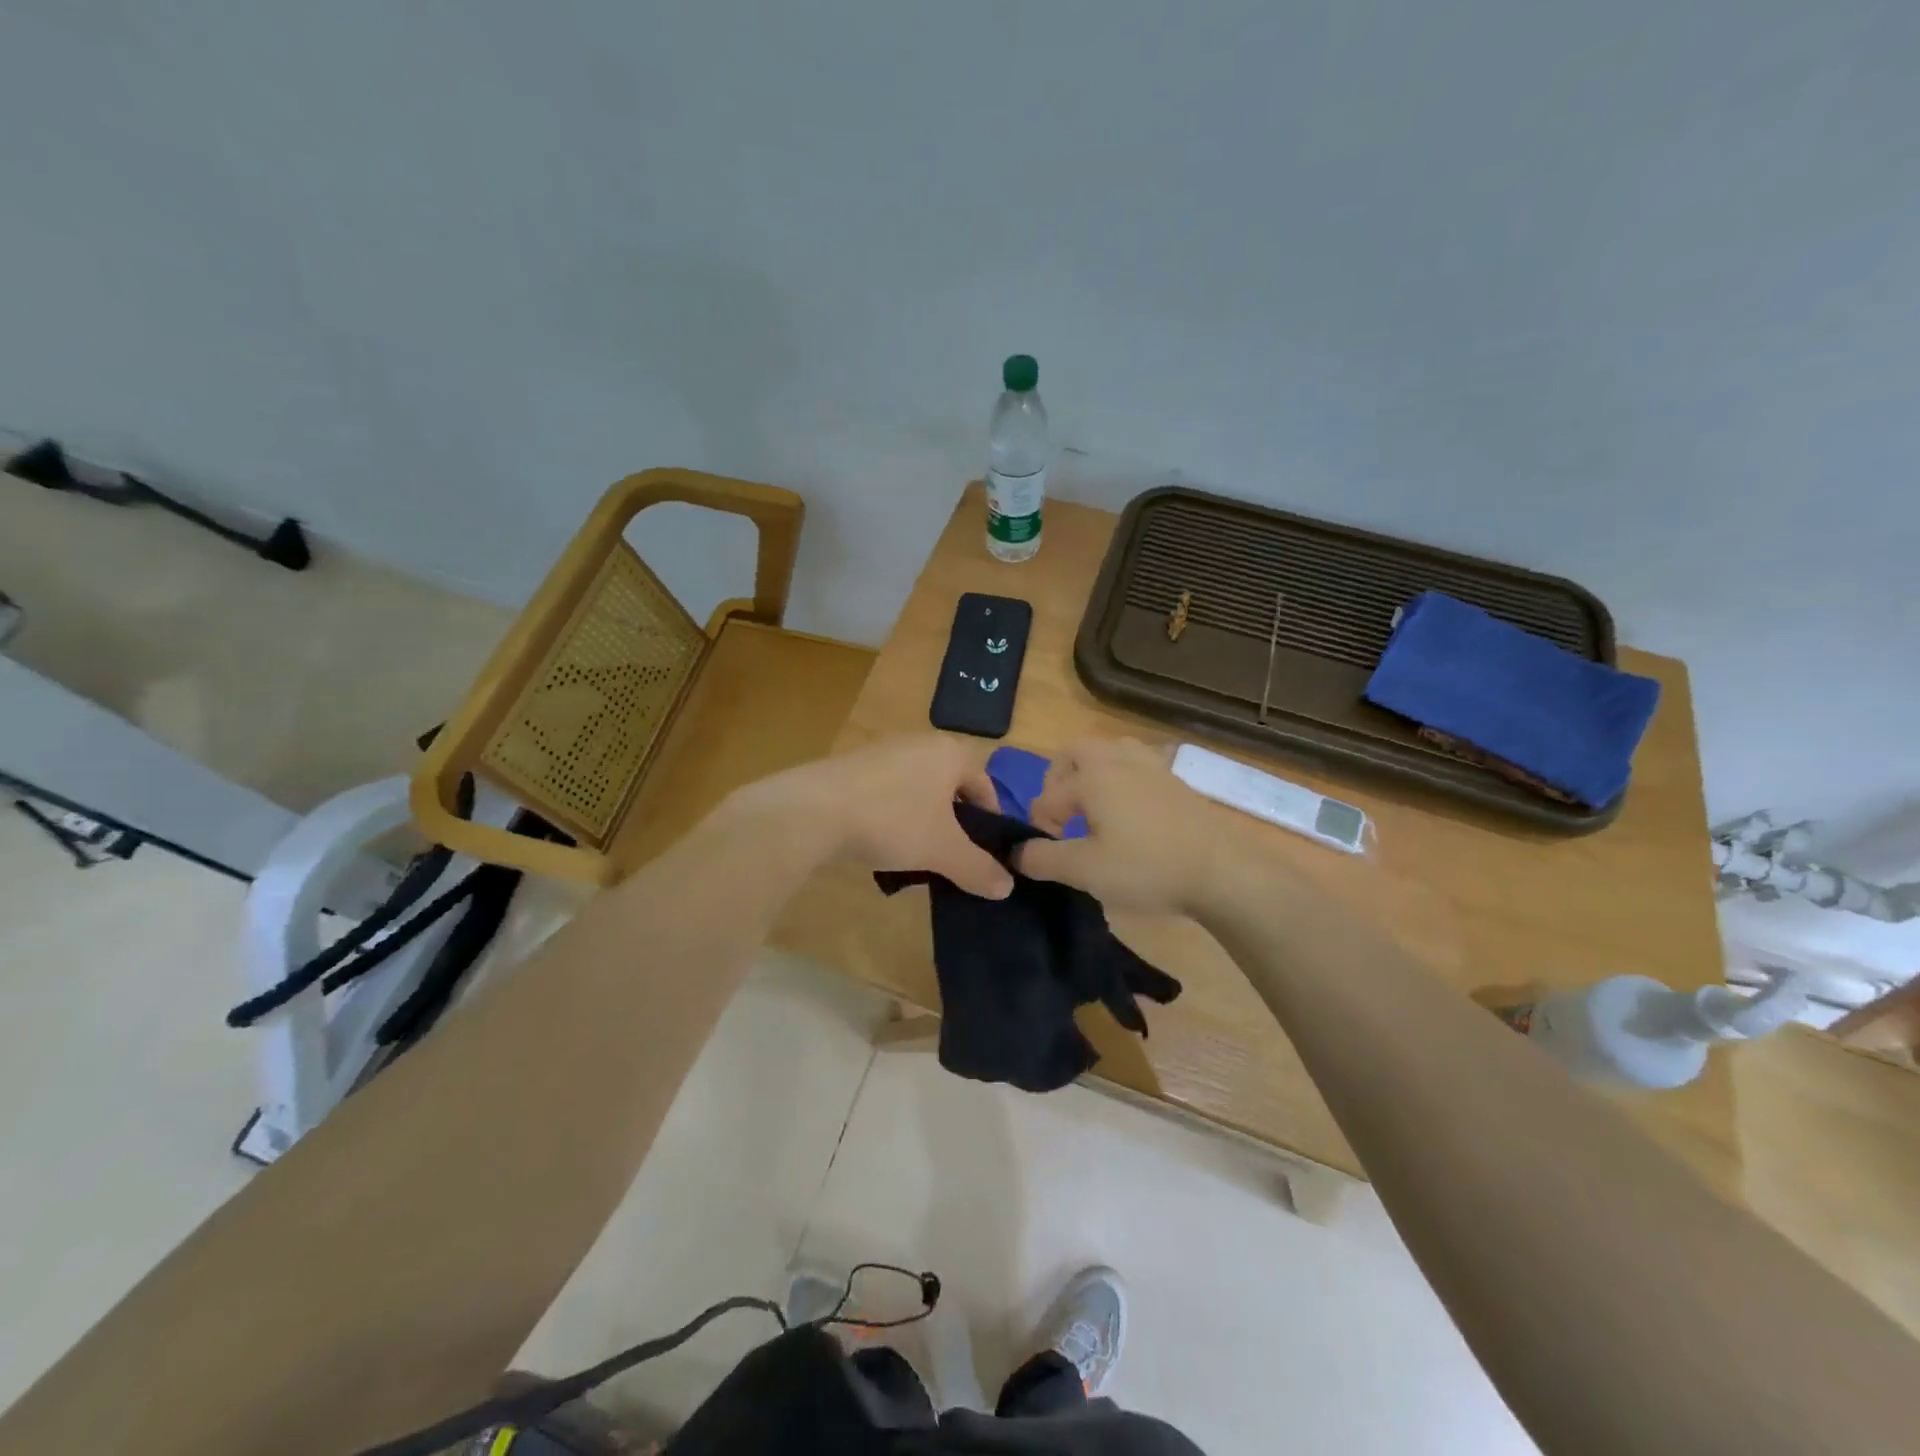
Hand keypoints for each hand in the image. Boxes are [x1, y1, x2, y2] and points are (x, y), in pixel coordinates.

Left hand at [734, 734, 1013, 898]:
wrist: (812, 811)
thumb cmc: (892, 820)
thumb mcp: (943, 850)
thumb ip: (978, 869)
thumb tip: (1007, 888)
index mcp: (950, 752)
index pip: (985, 785)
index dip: (991, 822)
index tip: (985, 854)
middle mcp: (919, 743)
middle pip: (951, 787)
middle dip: (954, 823)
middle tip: (952, 857)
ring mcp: (882, 751)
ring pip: (918, 790)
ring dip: (922, 820)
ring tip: (916, 855)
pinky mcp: (851, 766)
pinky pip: (887, 792)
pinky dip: (892, 815)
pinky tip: (880, 842)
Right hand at [1017, 738, 1241, 914]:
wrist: (1222, 871)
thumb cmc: (1148, 868)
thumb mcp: (1086, 871)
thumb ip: (1044, 859)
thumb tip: (1016, 851)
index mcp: (1093, 778)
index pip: (1049, 796)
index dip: (1039, 824)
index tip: (1047, 852)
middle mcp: (1119, 761)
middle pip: (1076, 751)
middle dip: (1059, 778)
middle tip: (1062, 813)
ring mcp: (1152, 767)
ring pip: (1111, 751)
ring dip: (1093, 771)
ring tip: (1093, 806)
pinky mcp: (1176, 782)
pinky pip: (1138, 764)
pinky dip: (1122, 779)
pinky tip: (1130, 813)